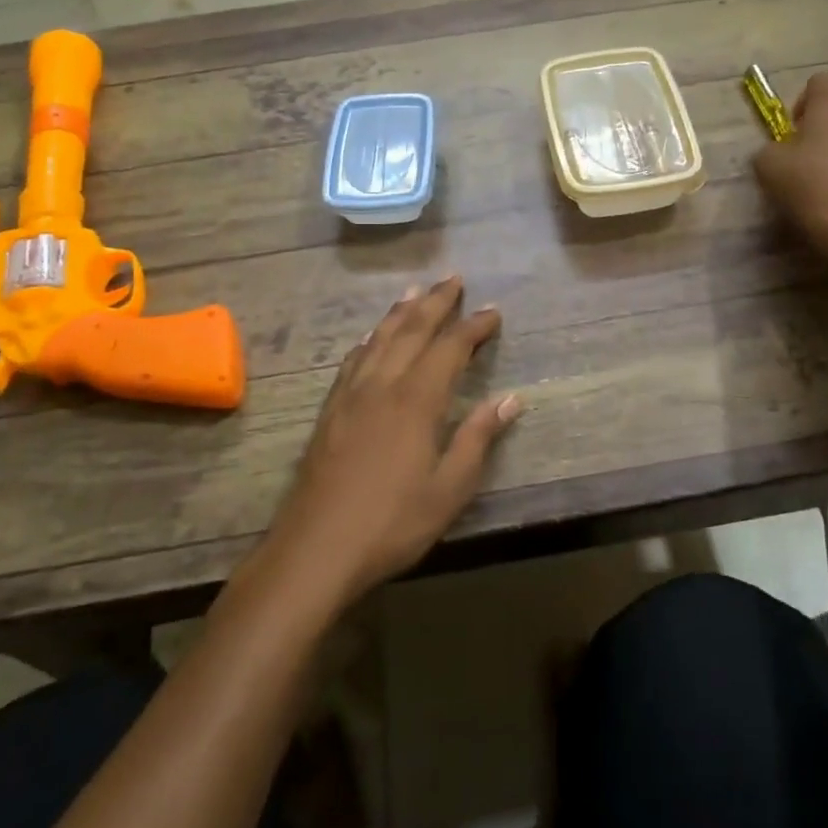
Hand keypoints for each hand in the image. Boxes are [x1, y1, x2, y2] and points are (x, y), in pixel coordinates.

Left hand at [268, 276, 520, 607]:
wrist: (315, 549)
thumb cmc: (392, 523)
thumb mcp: (449, 489)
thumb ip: (478, 438)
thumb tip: (511, 399)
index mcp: (416, 400)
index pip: (450, 348)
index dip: (473, 326)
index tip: (493, 311)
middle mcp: (382, 385)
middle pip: (411, 330)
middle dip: (436, 302)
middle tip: (454, 278)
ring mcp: (351, 395)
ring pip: (379, 338)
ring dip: (400, 312)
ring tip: (415, 291)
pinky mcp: (330, 410)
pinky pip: (353, 360)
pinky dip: (369, 340)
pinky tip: (370, 338)